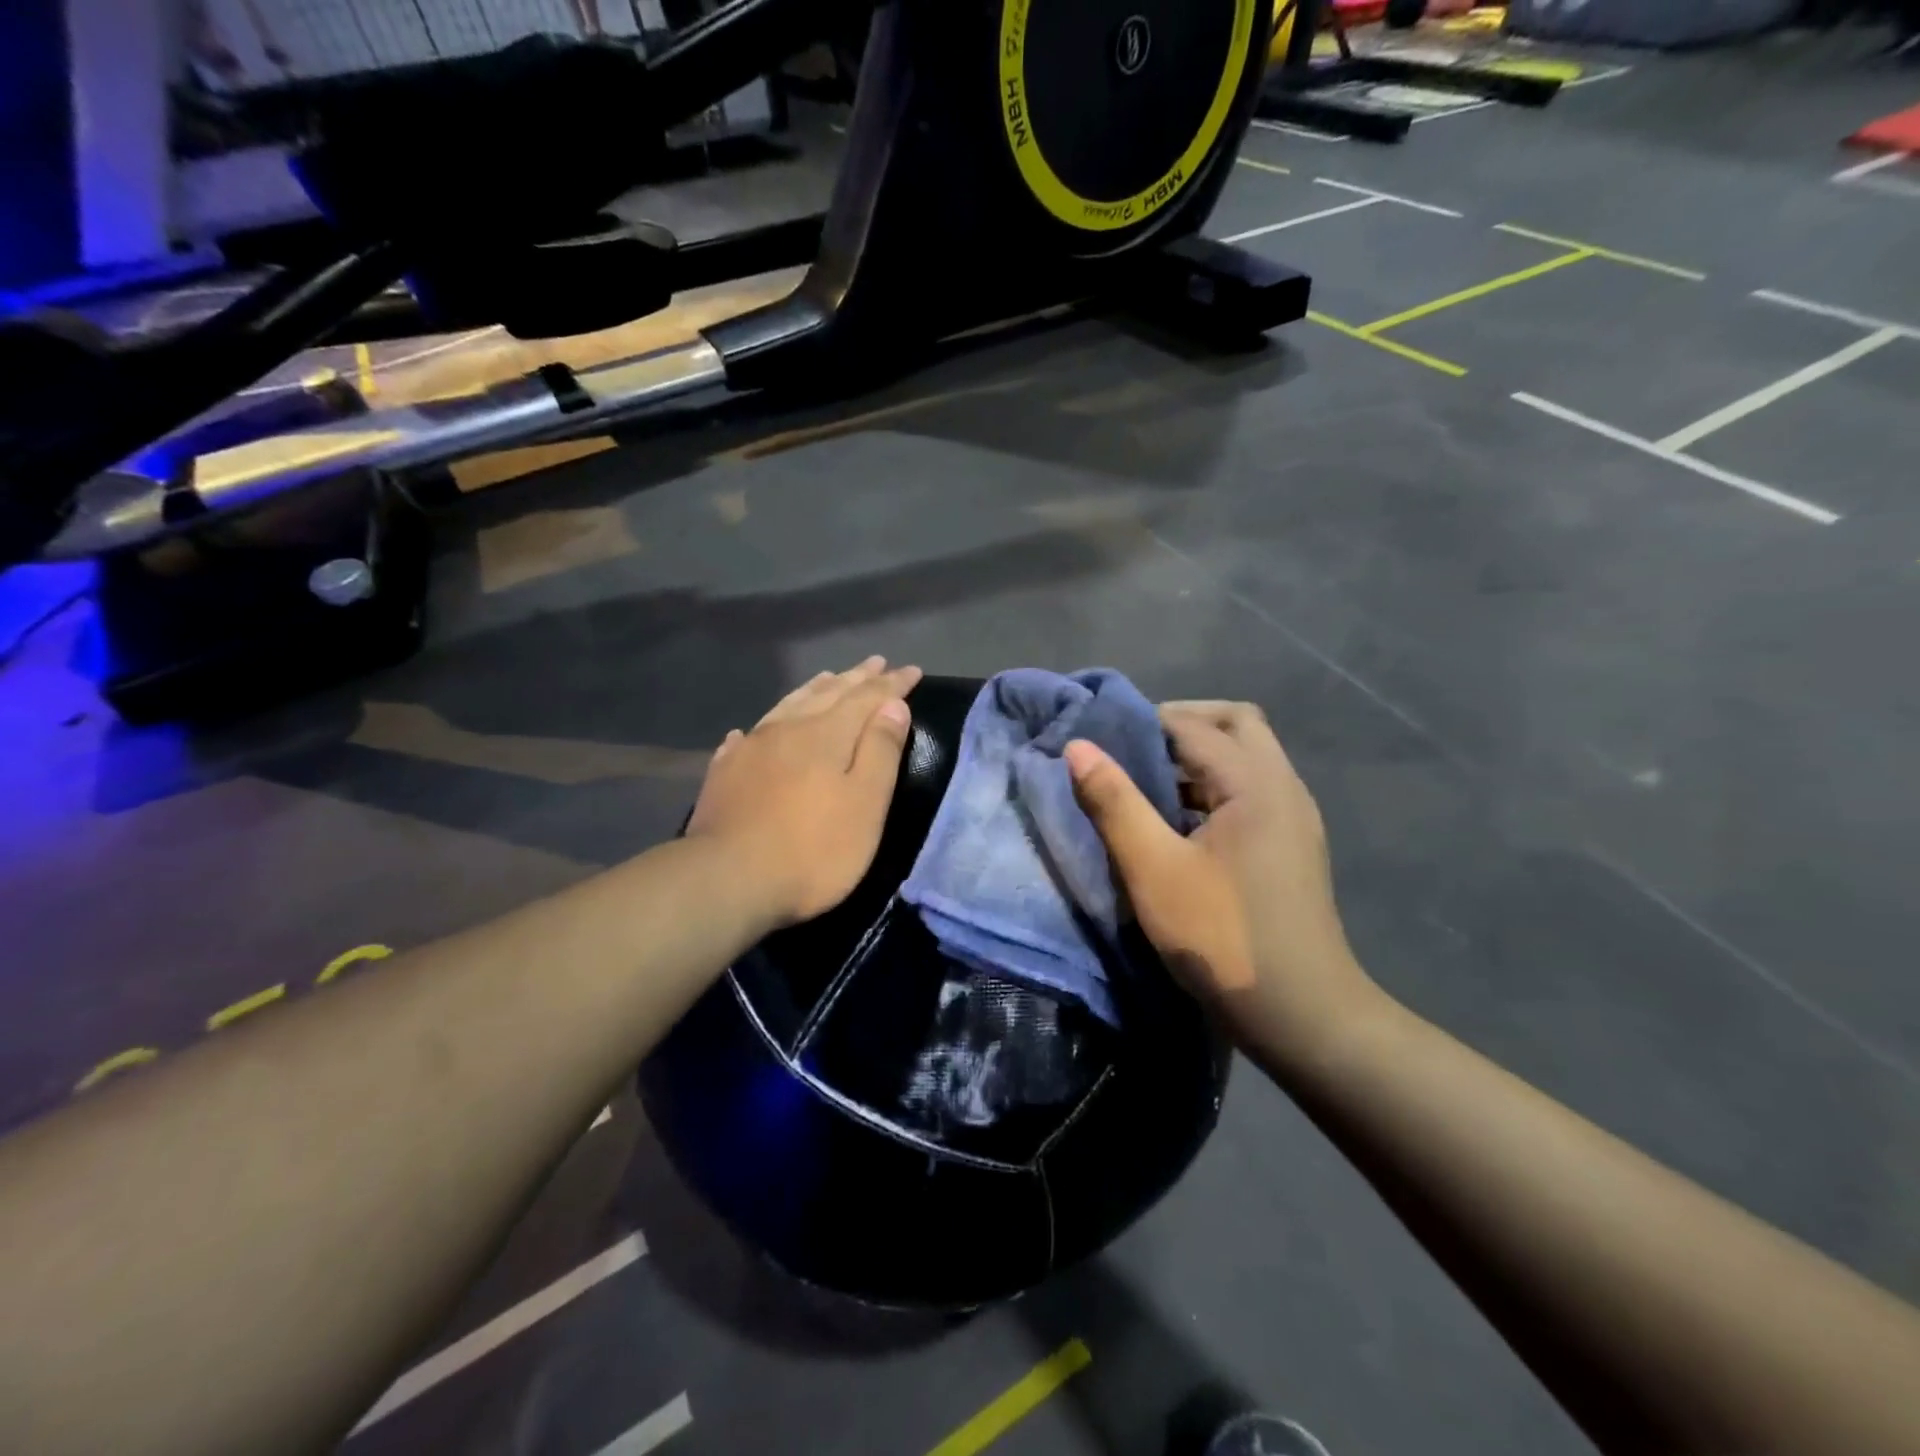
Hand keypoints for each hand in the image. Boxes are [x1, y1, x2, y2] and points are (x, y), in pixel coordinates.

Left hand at [688, 656, 921, 926]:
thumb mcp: (865, 803)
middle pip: (828, 694)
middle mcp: (788, 729)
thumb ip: (880, 751)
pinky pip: (748, 736)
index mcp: (826, 734)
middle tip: (875, 663)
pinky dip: (763, 725)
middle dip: (856, 678)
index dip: (891, 684)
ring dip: (814, 690)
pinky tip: (754, 729)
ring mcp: (751, 748)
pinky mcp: (725, 773)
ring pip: (788, 706)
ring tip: (828, 677)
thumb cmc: (813, 849)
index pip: (867, 697)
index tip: (912, 670)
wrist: (727, 879)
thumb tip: (893, 705)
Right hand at [1064, 701, 1375, 1048]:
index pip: (1194, 725)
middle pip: (1236, 723)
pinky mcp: (1292, 844)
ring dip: (1198, 757)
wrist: (1301, 1014)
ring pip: (1247, 757)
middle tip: (1134, 747)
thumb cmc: (1221, 937)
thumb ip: (1114, 802)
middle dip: (1182, 723)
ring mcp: (1294, 816)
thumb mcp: (1153, 869)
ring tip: (1147, 782)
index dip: (1144, 721)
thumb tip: (1078, 747)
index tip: (1101, 735)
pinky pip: (1251, 790)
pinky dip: (1213, 787)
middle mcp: (1283, 786)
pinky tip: (1180, 822)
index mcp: (1255, 783)